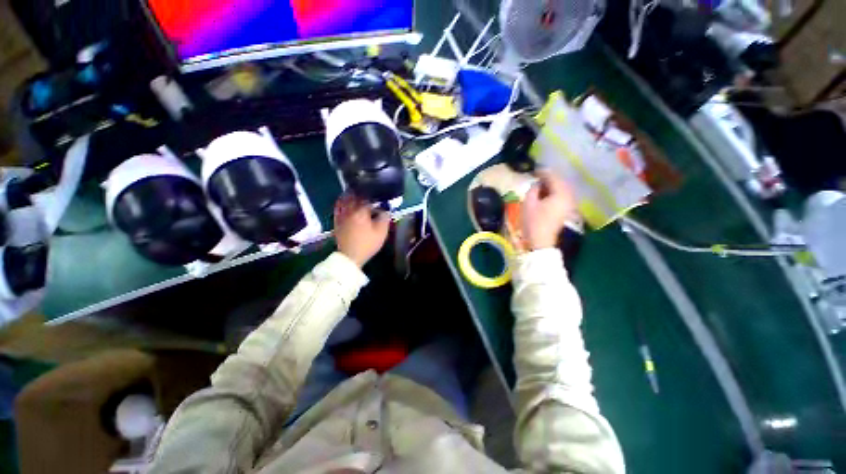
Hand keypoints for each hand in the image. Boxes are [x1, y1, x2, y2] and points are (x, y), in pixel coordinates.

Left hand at [334, 193, 389, 266]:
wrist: (350, 256)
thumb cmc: (367, 244)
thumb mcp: (381, 232)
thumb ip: (384, 217)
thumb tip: (385, 210)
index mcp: (361, 211)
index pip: (367, 197)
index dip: (374, 195)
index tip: (379, 196)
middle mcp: (349, 209)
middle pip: (354, 195)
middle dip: (361, 193)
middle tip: (368, 193)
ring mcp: (341, 215)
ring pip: (344, 199)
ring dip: (351, 196)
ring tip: (357, 196)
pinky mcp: (337, 221)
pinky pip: (339, 207)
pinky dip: (343, 203)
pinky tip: (347, 204)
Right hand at [522, 170, 577, 250]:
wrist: (541, 241)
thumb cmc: (534, 222)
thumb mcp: (529, 203)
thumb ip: (534, 189)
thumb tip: (537, 184)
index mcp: (561, 193)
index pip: (553, 177)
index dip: (543, 172)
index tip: (534, 170)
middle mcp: (569, 196)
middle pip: (560, 182)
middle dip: (549, 178)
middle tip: (537, 176)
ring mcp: (570, 204)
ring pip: (562, 189)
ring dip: (552, 185)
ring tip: (540, 185)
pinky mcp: (567, 210)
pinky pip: (562, 196)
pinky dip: (554, 192)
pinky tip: (545, 194)